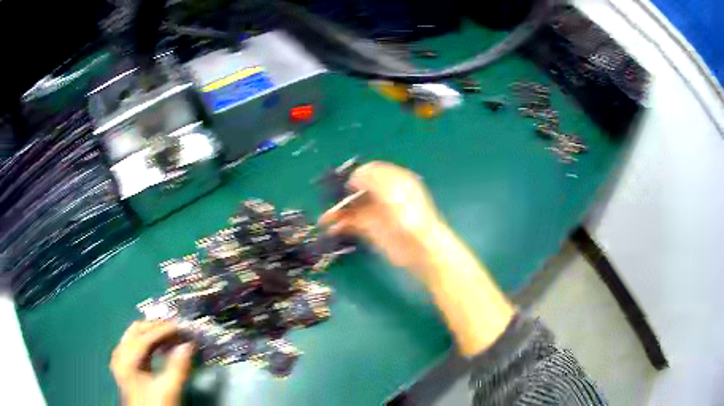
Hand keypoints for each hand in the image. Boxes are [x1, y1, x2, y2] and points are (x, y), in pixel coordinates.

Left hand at [110, 321, 193, 405]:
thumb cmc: (155, 404)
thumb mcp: (168, 389)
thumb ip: (178, 367)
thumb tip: (187, 346)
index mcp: (126, 358)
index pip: (144, 336)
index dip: (163, 330)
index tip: (179, 326)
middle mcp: (120, 354)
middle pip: (137, 331)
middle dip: (157, 328)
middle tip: (176, 330)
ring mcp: (121, 360)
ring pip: (136, 337)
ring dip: (153, 335)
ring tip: (171, 337)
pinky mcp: (127, 367)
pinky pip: (137, 346)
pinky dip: (149, 344)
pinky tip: (161, 348)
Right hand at [319, 161, 446, 280]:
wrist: (419, 247)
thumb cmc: (407, 214)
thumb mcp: (390, 189)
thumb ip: (371, 178)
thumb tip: (354, 175)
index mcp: (394, 180)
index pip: (372, 171)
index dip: (357, 174)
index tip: (345, 182)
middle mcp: (384, 195)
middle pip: (359, 189)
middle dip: (343, 193)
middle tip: (330, 199)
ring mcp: (378, 213)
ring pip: (353, 207)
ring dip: (338, 210)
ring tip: (324, 219)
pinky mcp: (372, 230)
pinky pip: (352, 223)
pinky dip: (341, 225)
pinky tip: (332, 228)